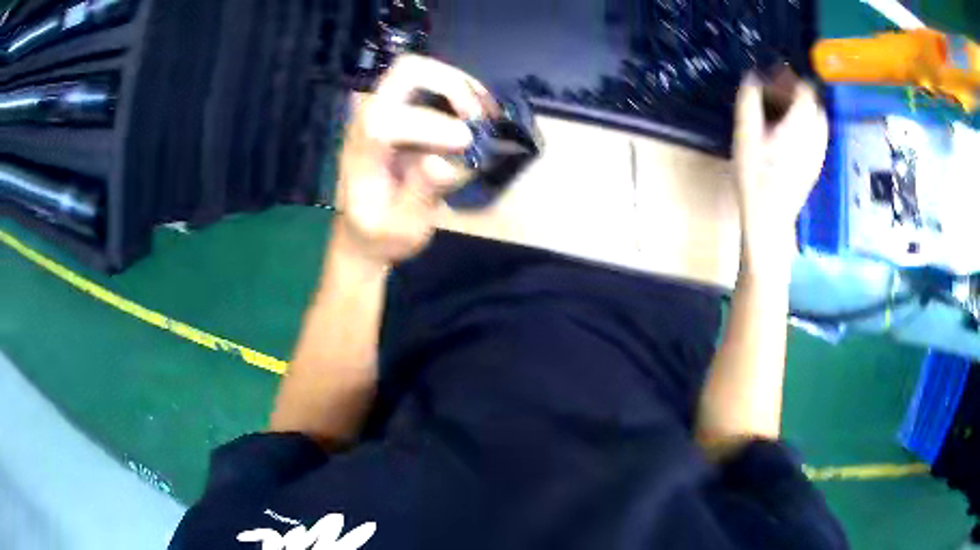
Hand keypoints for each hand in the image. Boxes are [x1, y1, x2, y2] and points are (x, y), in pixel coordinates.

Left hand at [335, 55, 497, 267]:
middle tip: (477, 117)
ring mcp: (382, 109)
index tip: (466, 143)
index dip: (428, 124)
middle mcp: (367, 121)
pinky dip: (459, 88)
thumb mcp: (402, 228)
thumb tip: (445, 162)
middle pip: (404, 72)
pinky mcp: (399, 108)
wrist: (363, 229)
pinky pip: (429, 81)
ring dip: (459, 84)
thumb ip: (420, 194)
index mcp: (362, 154)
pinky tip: (478, 112)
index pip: (384, 120)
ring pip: (419, 68)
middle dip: (450, 85)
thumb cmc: (381, 234)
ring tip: (486, 114)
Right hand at [733, 73, 827, 275]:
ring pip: (817, 120)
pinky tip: (787, 135)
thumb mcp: (745, 134)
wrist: (769, 220)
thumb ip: (749, 101)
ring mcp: (819, 153)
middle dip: (795, 92)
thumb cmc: (755, 177)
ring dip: (801, 109)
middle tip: (773, 94)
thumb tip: (752, 76)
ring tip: (780, 113)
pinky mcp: (816, 166)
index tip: (770, 77)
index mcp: (800, 125)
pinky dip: (805, 126)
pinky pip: (816, 136)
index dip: (788, 78)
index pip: (805, 89)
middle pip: (814, 103)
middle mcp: (816, 136)